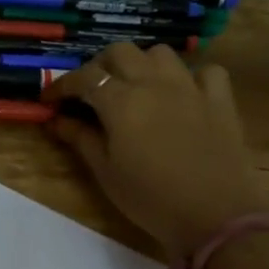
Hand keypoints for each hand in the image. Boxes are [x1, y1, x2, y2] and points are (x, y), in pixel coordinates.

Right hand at [44, 43, 268, 261]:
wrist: (216, 216)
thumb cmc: (150, 199)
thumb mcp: (106, 173)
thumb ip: (81, 139)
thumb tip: (57, 120)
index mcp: (121, 101)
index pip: (84, 78)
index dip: (61, 85)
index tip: (49, 100)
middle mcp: (154, 83)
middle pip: (120, 52)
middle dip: (98, 66)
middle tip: (89, 92)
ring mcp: (190, 87)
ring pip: (160, 54)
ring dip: (140, 64)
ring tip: (133, 88)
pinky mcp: (220, 100)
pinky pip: (205, 71)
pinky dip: (189, 77)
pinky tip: (182, 95)